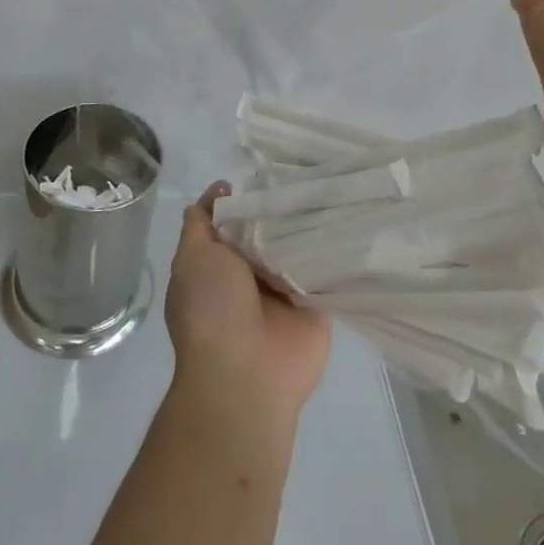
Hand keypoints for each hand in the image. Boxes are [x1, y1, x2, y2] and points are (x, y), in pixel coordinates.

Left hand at [165, 184, 331, 433]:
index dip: (244, 195)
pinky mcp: (315, 303)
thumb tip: (218, 191)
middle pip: (267, 229)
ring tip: (333, 187)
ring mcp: (284, 289)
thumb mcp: (192, 257)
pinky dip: (334, 248)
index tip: (267, 170)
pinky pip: (325, 269)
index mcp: (217, 263)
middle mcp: (250, 274)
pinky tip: (351, 217)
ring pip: (297, 245)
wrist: (246, 375)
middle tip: (307, 173)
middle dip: (280, 206)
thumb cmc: (211, 309)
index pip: (232, 219)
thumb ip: (201, 224)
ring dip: (310, 224)